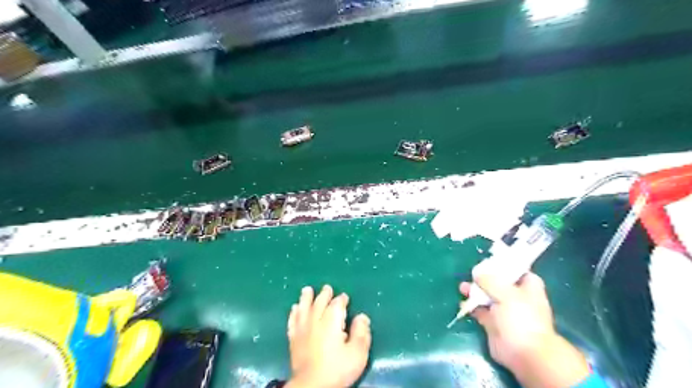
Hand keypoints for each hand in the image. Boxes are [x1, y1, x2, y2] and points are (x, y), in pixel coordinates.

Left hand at [285, 285, 370, 387]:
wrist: (312, 386)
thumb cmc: (337, 369)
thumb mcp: (357, 353)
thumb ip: (361, 333)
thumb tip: (362, 316)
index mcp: (332, 321)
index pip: (337, 304)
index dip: (341, 299)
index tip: (344, 297)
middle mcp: (316, 321)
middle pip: (319, 302)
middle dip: (324, 294)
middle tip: (327, 287)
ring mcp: (302, 329)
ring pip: (304, 308)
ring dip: (306, 298)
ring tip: (307, 290)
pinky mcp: (293, 339)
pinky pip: (292, 321)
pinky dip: (293, 313)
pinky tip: (294, 308)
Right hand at [458, 265, 588, 386]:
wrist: (524, 353)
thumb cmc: (521, 318)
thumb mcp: (506, 293)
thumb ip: (490, 280)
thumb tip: (477, 273)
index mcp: (527, 287)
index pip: (517, 270)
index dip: (504, 264)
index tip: (488, 259)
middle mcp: (516, 297)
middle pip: (498, 282)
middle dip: (484, 277)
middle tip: (471, 273)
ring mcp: (504, 310)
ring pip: (487, 295)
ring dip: (475, 291)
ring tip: (462, 287)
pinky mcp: (493, 322)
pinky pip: (479, 310)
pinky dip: (471, 306)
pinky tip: (463, 302)